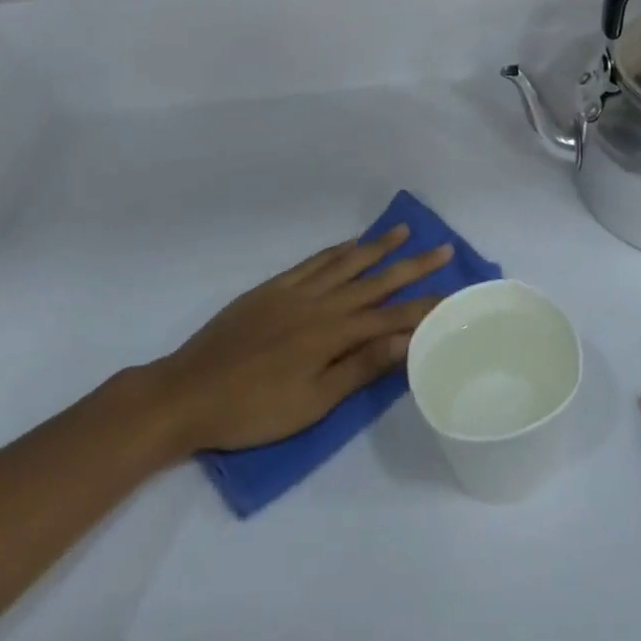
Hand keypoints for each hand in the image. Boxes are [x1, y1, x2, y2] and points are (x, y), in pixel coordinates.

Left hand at [136, 226, 453, 456]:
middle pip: (376, 280)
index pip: (392, 317)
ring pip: (346, 262)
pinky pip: (313, 262)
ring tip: (403, 231)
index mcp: (333, 334)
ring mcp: (295, 292)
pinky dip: (337, 250)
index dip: (424, 306)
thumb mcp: (312, 403)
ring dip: (378, 246)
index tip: (454, 293)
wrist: (186, 393)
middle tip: (443, 247)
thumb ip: (360, 368)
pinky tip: (351, 244)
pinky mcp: (272, 288)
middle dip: (413, 265)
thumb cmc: (253, 410)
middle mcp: (321, 304)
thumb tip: (406, 341)